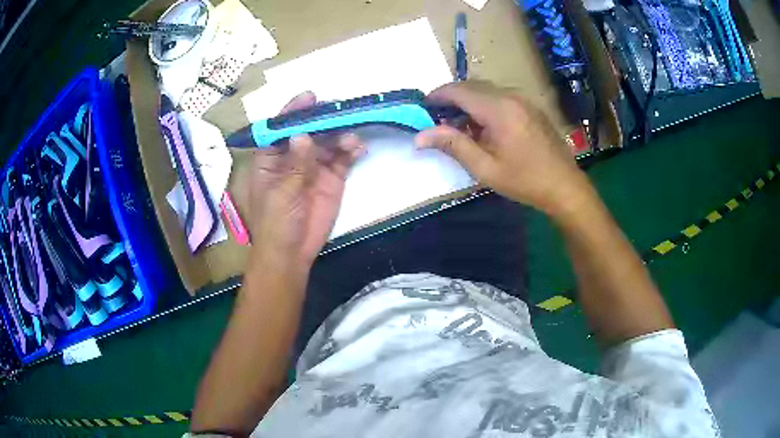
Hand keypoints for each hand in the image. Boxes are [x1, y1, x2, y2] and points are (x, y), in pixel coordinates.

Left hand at [240, 92, 364, 267]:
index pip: (281, 128)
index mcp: (271, 157)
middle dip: (324, 120)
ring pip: (329, 142)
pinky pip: (343, 158)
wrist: (292, 253)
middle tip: (341, 111)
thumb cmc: (275, 223)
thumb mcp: (281, 193)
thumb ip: (295, 165)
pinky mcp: (332, 178)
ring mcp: (314, 166)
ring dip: (341, 135)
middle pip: (309, 130)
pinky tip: (358, 148)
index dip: (294, 112)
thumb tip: (303, 134)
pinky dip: (352, 151)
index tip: (309, 97)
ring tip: (352, 137)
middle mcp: (293, 156)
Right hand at [415, 81, 588, 215]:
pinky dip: (485, 105)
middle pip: (472, 86)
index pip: (459, 91)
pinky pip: (501, 97)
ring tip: (458, 125)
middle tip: (437, 118)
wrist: (565, 186)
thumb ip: (453, 145)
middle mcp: (511, 96)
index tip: (422, 107)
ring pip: (486, 90)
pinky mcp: (531, 107)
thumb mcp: (485, 168)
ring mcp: (523, 100)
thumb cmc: (524, 181)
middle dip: (451, 98)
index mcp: (499, 109)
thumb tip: (420, 136)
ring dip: (468, 101)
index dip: (437, 96)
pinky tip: (483, 127)